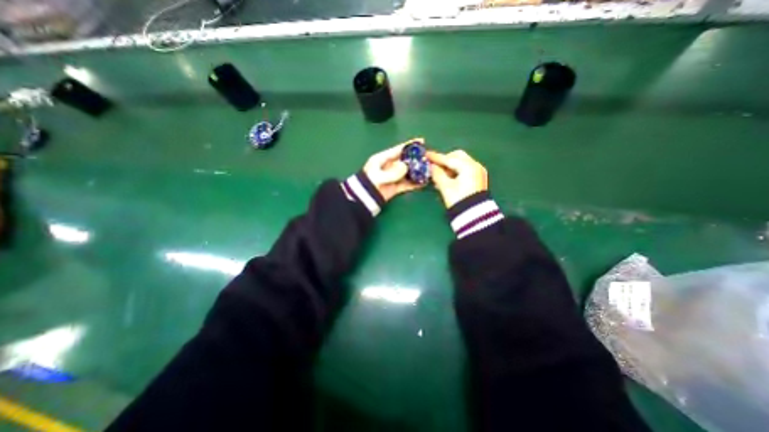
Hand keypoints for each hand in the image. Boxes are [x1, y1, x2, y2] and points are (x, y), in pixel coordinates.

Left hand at [362, 139, 422, 200]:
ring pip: (408, 172)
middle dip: (416, 159)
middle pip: (405, 160)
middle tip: (428, 158)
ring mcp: (393, 177)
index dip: (409, 145)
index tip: (421, 141)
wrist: (363, 199)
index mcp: (383, 159)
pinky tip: (423, 183)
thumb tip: (406, 167)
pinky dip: (414, 183)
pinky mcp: (395, 187)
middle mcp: (389, 166)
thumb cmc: (369, 183)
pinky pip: (407, 184)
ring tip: (429, 170)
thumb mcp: (378, 176)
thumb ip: (392, 172)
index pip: (398, 149)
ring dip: (417, 172)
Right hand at [427, 149, 485, 207]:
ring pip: (461, 162)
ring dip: (450, 166)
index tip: (426, 155)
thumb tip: (431, 166)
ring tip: (439, 174)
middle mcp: (475, 166)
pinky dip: (456, 171)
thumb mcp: (445, 187)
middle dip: (445, 159)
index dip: (436, 157)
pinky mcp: (478, 179)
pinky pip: (465, 169)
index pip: (449, 159)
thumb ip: (437, 174)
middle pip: (458, 156)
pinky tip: (448, 178)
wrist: (474, 216)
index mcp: (468, 166)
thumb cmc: (458, 200)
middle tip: (434, 165)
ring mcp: (478, 172)